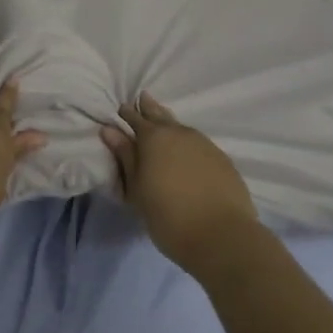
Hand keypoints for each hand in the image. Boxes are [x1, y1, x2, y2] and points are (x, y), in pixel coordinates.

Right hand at [101, 95, 263, 279]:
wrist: (221, 235)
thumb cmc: (168, 216)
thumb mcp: (137, 189)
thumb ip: (125, 157)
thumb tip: (110, 130)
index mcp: (154, 138)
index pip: (136, 119)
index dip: (127, 114)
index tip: (121, 109)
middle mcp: (179, 133)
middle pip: (160, 115)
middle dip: (149, 108)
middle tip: (142, 98)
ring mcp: (204, 144)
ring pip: (181, 126)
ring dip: (169, 122)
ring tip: (163, 120)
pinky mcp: (222, 158)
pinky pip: (198, 141)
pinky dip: (187, 140)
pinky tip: (187, 148)